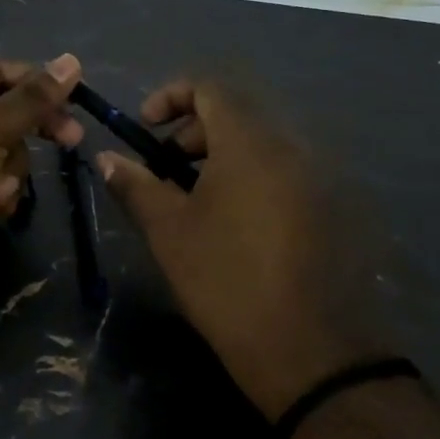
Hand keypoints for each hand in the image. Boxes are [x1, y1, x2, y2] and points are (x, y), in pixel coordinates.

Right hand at [96, 77, 399, 420]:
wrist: (310, 351)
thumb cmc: (226, 281)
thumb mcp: (169, 232)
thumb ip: (136, 185)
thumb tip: (106, 157)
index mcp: (251, 143)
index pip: (211, 87)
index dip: (171, 96)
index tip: (146, 129)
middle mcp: (293, 148)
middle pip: (238, 115)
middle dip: (194, 133)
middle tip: (166, 171)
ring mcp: (319, 179)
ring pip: (263, 146)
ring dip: (222, 158)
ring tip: (196, 203)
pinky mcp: (333, 210)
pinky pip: (285, 174)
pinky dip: (252, 180)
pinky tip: (236, 227)